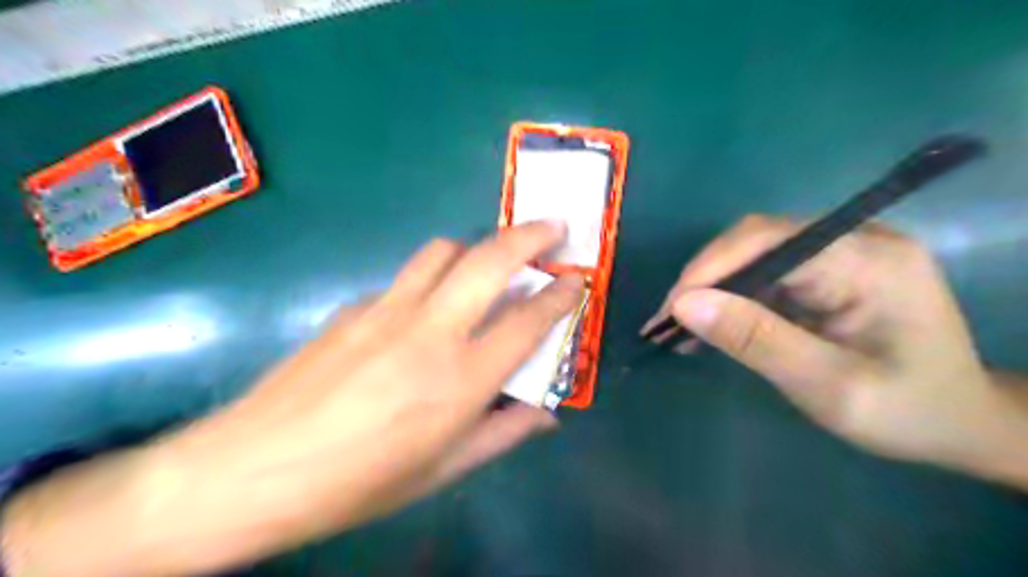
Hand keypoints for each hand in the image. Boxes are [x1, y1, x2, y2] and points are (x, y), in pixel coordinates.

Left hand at [3, 221, 586, 576]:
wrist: (254, 469)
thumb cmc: (359, 482)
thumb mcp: (442, 471)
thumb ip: (502, 434)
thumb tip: (545, 415)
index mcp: (460, 380)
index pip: (527, 321)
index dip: (560, 295)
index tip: (576, 279)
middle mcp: (430, 332)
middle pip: (490, 260)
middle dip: (531, 236)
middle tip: (554, 228)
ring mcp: (388, 310)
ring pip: (445, 250)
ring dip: (478, 247)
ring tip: (491, 261)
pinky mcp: (355, 305)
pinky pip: (407, 278)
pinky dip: (432, 279)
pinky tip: (426, 307)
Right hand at [644, 216, 1022, 473]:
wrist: (961, 423)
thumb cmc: (906, 411)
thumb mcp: (827, 385)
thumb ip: (756, 340)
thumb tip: (684, 305)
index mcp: (868, 260)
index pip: (768, 240)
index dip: (710, 269)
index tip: (670, 311)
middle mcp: (854, 241)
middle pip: (756, 240)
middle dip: (704, 279)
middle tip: (667, 322)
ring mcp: (841, 253)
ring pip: (753, 255)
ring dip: (712, 290)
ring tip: (678, 328)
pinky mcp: (828, 271)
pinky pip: (765, 274)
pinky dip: (732, 299)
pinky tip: (711, 326)